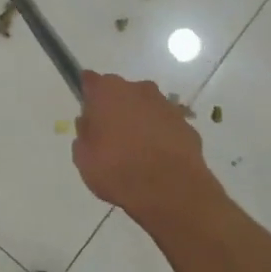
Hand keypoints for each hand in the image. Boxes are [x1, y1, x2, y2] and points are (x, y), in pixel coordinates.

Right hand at [73, 71, 220, 225]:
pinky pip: (165, 125)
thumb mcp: (83, 157)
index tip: (87, 112)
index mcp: (107, 91)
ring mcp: (165, 105)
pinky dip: (160, 136)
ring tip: (136, 152)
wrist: (171, 190)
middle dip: (115, 109)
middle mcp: (137, 89)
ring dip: (139, 121)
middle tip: (109, 137)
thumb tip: (90, 124)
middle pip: (120, 93)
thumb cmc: (117, 169)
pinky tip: (157, 160)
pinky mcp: (186, 124)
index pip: (90, 81)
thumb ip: (84, 134)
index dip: (87, 94)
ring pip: (145, 108)